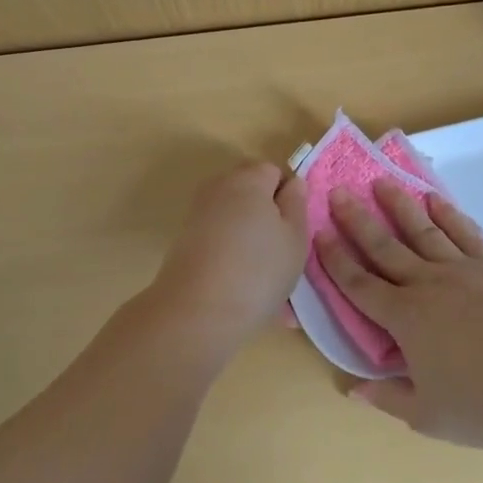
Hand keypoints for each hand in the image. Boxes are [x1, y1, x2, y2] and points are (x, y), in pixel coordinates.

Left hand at [149, 161, 308, 351]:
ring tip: (262, 273)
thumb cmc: (259, 269)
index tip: (294, 228)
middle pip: (251, 190)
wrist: (197, 311)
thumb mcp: (295, 237)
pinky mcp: (185, 239)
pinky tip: (239, 281)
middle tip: (281, 250)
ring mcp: (198, 213)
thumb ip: (297, 203)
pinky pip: (218, 236)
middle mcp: (219, 187)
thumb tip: (293, 183)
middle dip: (267, 213)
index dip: (288, 196)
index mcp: (249, 179)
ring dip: (249, 235)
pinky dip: (230, 251)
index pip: (275, 171)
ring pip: (234, 216)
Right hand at [317, 178, 482, 447]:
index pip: (359, 284)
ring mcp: (461, 271)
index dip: (336, 260)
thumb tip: (352, 389)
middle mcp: (427, 285)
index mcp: (404, 318)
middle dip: (357, 220)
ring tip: (381, 182)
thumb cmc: (481, 406)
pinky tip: (434, 200)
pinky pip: (464, 234)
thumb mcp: (425, 415)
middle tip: (338, 192)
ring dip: (399, 206)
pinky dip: (448, 215)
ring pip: (422, 231)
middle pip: (384, 247)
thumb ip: (387, 396)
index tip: (319, 234)